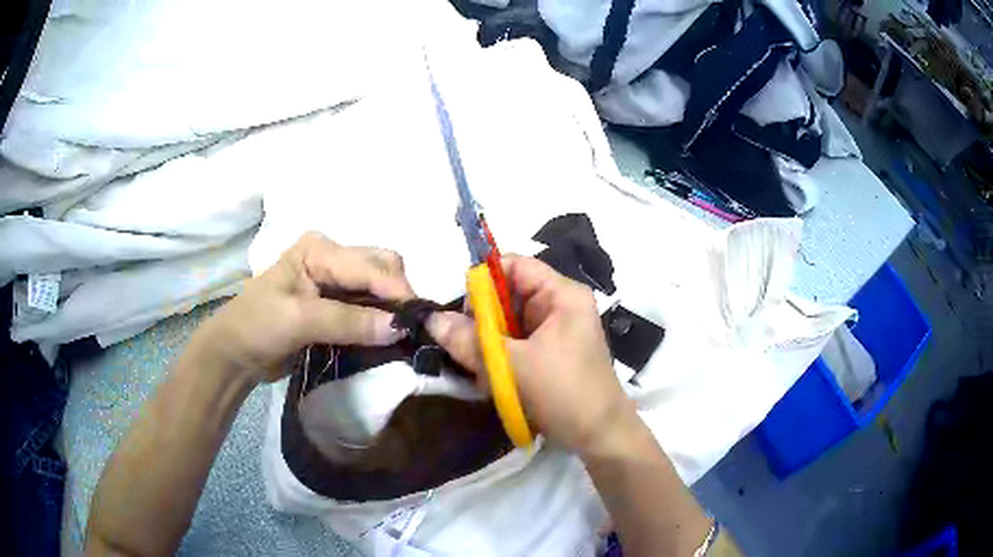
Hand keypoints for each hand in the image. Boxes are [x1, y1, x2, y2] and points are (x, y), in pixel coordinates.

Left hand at [195, 233, 413, 382]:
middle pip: (382, 267)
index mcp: (319, 249)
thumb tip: (398, 327)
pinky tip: (392, 335)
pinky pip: (370, 306)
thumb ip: (347, 321)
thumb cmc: (257, 326)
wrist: (236, 354)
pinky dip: (384, 319)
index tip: (419, 321)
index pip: (368, 265)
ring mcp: (336, 281)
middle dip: (400, 294)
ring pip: (380, 286)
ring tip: (410, 334)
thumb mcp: (298, 320)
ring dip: (395, 308)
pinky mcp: (337, 305)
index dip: (396, 291)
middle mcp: (332, 258)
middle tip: (415, 327)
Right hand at [427, 256, 631, 455]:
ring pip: (508, 324)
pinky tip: (494, 380)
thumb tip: (431, 319)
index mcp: (562, 294)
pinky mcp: (550, 354)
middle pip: (508, 296)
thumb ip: (469, 340)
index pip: (513, 266)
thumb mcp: (512, 366)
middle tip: (465, 347)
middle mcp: (560, 306)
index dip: (483, 282)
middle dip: (483, 321)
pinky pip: (515, 344)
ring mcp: (556, 331)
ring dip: (488, 345)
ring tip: (480, 369)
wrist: (600, 437)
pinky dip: (500, 358)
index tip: (461, 313)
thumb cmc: (563, 393)